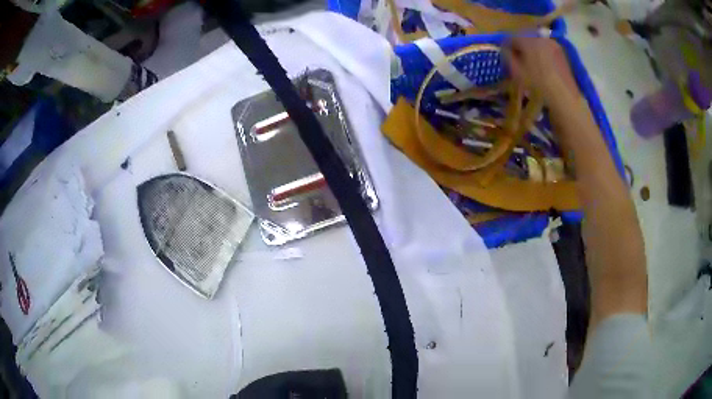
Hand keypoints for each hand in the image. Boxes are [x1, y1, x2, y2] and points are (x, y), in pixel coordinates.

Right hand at [503, 37, 579, 103]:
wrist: (565, 98)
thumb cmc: (538, 86)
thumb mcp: (516, 73)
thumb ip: (508, 57)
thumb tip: (506, 50)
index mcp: (528, 40)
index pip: (511, 38)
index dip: (506, 46)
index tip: (504, 56)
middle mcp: (541, 38)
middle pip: (526, 39)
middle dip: (520, 47)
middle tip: (517, 59)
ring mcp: (554, 45)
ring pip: (538, 44)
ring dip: (532, 51)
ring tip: (531, 64)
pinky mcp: (563, 55)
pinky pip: (547, 51)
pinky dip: (543, 56)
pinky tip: (543, 68)